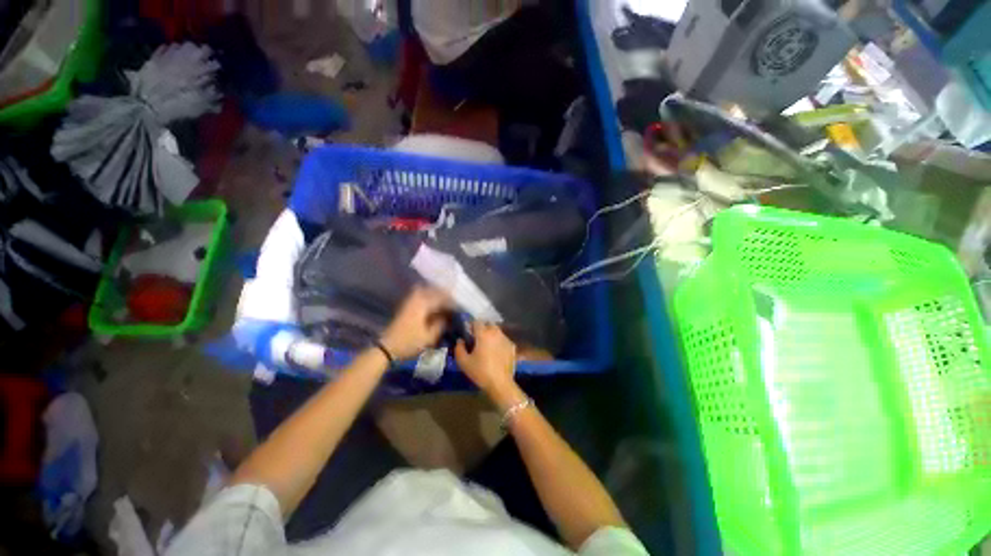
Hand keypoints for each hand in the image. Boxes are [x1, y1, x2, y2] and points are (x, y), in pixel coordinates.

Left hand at [380, 287, 450, 359]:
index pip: (441, 297)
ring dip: (435, 294)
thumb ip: (441, 325)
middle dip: (443, 294)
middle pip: (433, 290)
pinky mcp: (405, 306)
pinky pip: (419, 296)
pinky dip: (427, 297)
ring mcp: (409, 301)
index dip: (451, 300)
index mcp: (423, 304)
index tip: (459, 305)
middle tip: (453, 300)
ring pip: (425, 291)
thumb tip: (448, 317)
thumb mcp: (429, 337)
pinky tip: (433, 305)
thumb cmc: (409, 342)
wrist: (386, 348)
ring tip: (444, 301)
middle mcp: (416, 299)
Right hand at [455, 323, 517, 399]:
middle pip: (489, 324)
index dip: (472, 325)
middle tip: (478, 338)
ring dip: (491, 334)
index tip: (469, 333)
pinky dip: (499, 342)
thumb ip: (459, 348)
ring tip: (487, 345)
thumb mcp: (463, 362)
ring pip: (497, 331)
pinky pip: (503, 339)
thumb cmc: (480, 372)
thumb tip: (460, 340)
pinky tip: (496, 352)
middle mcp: (495, 332)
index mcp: (483, 334)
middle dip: (483, 328)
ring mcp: (505, 338)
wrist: (500, 383)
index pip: (477, 322)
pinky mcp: (512, 346)